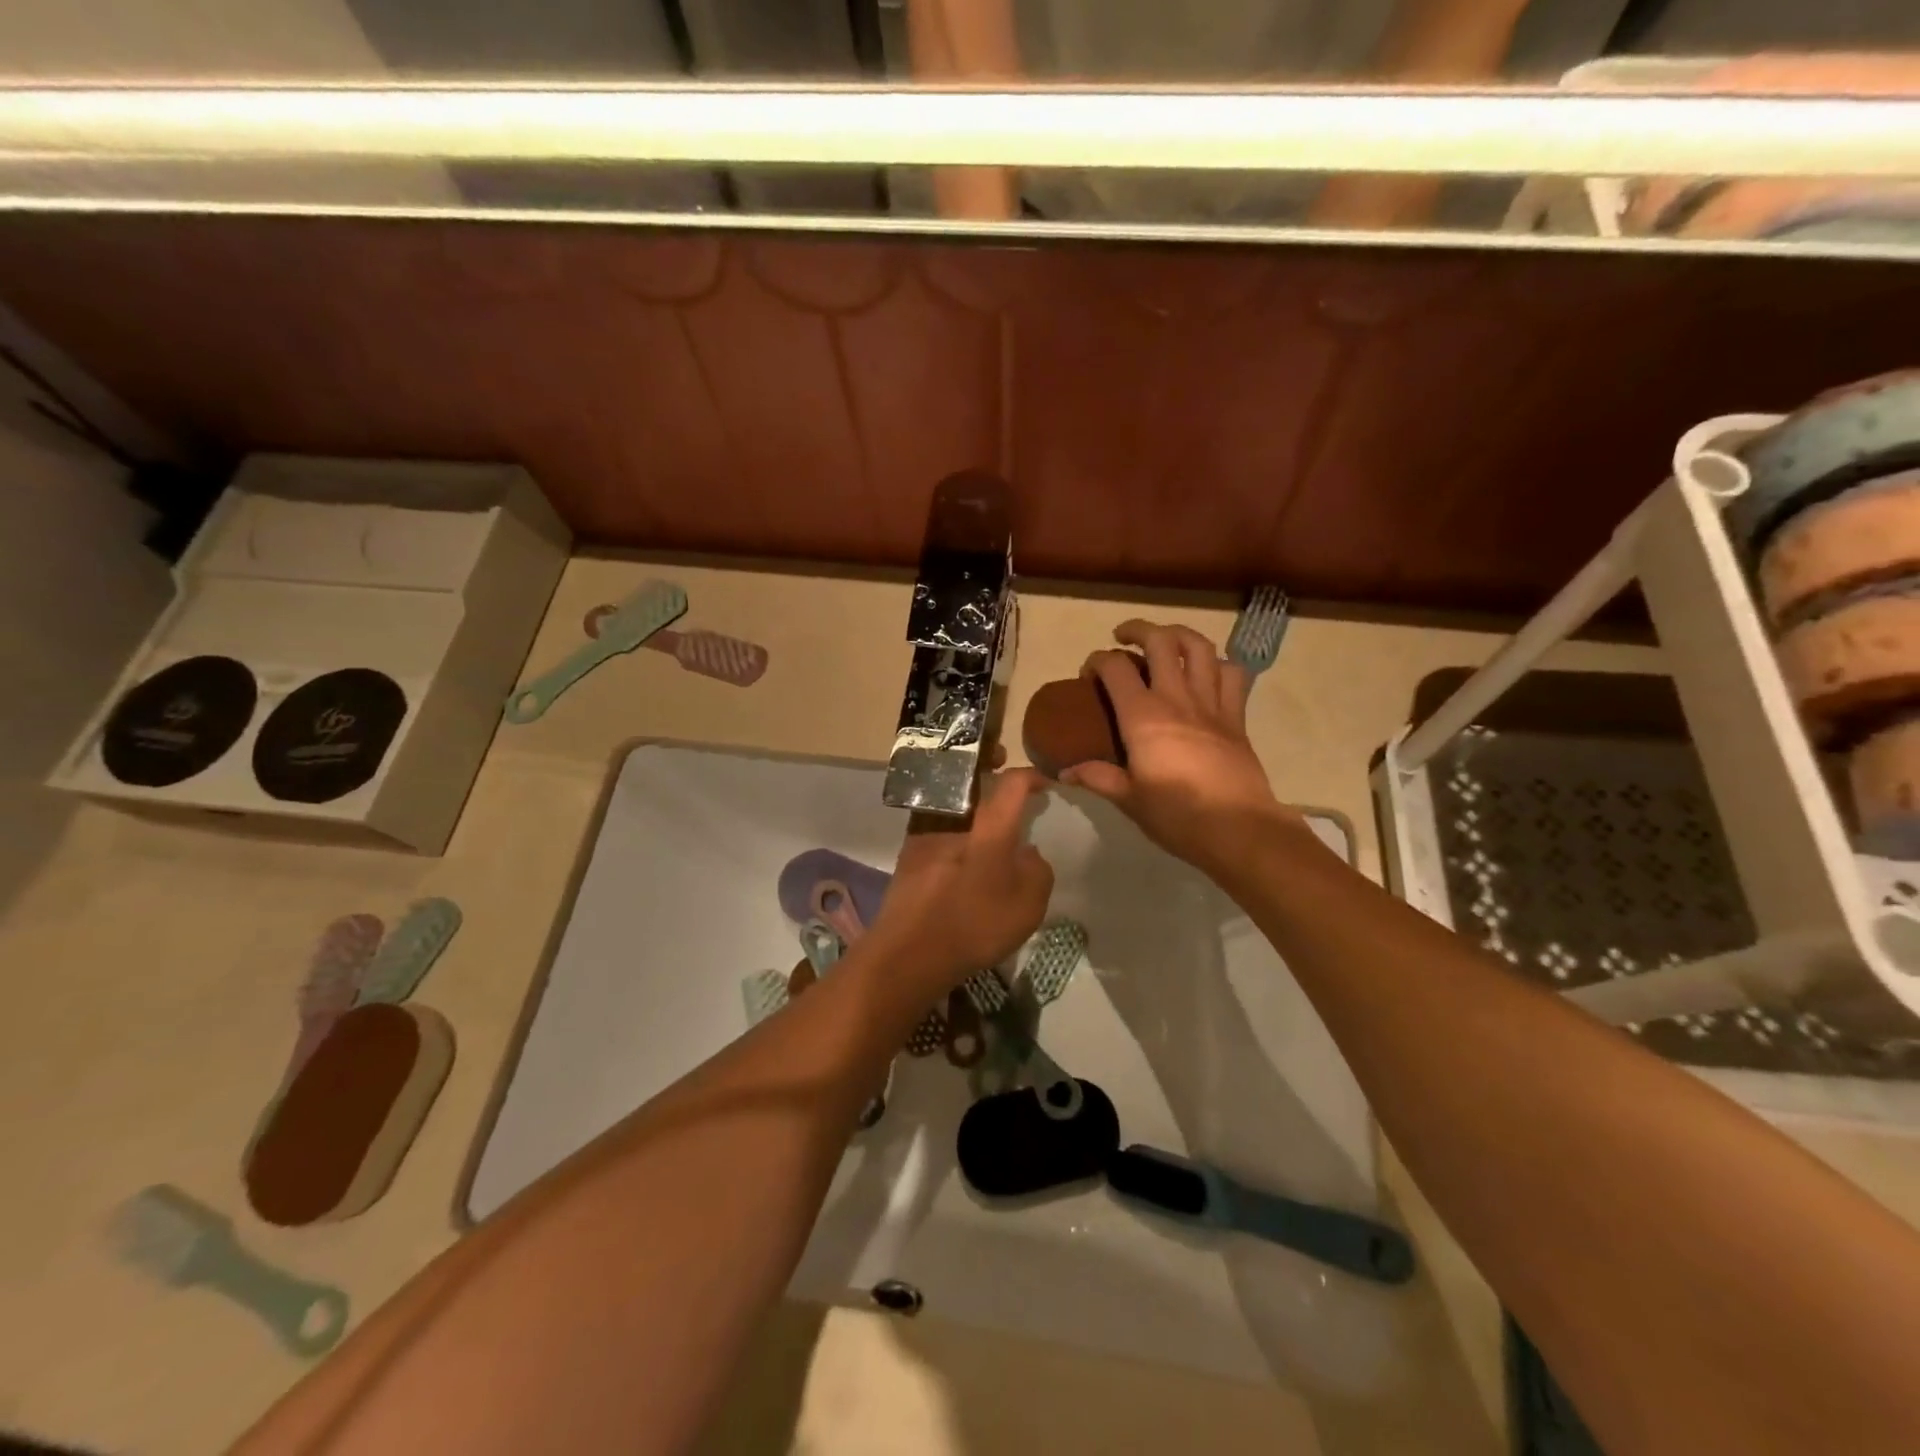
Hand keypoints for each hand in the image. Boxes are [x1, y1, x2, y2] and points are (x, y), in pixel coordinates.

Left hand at [867, 769, 1053, 1000]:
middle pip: (972, 779)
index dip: (1030, 776)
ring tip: (981, 812)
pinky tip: (958, 847)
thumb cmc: (974, 927)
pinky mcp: (907, 853)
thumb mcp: (1027, 908)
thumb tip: (1027, 852)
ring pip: (950, 799)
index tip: (1043, 783)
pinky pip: (934, 823)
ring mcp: (924, 834)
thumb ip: (1037, 871)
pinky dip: (950, 823)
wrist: (907, 953)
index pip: (1012, 784)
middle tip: (1001, 771)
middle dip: (988, 768)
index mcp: (989, 829)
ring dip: (966, 795)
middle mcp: (954, 820)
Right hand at [1062, 620, 1296, 872]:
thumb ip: (1098, 778)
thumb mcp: (1129, 800)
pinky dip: (1217, 664)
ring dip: (1179, 635)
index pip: (1115, 668)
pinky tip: (1206, 672)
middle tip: (1123, 637)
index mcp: (1143, 717)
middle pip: (1160, 641)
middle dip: (1138, 630)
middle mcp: (1176, 699)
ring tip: (1165, 641)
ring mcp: (1211, 704)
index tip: (1089, 673)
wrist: (1239, 830)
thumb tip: (1065, 772)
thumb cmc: (1177, 816)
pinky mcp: (1236, 717)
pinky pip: (1232, 675)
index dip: (1097, 660)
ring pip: (1200, 647)